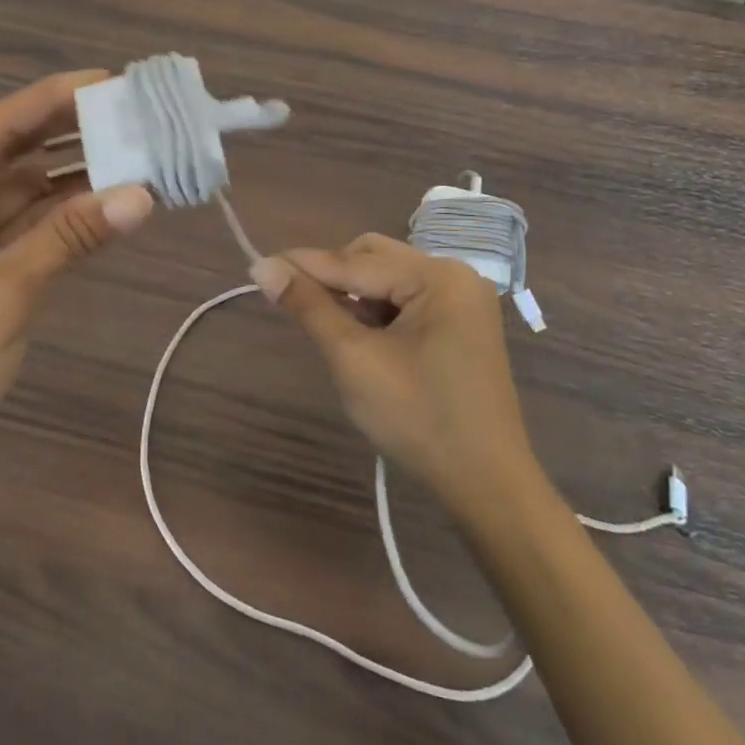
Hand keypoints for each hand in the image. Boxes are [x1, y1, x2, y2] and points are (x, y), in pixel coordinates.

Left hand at [0, 71, 153, 483]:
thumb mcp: (4, 296)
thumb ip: (71, 237)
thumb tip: (143, 195)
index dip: (52, 99)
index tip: (108, 80)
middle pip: (5, 153)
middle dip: (66, 135)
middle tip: (131, 116)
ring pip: (14, 191)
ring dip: (67, 177)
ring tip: (132, 154)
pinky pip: (14, 226)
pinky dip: (55, 216)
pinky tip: (102, 202)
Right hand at [252, 236, 535, 504]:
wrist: (487, 486)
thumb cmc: (418, 419)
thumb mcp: (354, 359)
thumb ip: (309, 306)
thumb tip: (262, 267)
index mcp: (437, 277)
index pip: (355, 262)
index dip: (304, 265)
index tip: (257, 265)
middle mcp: (455, 275)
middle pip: (374, 257)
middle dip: (333, 277)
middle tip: (294, 301)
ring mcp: (462, 300)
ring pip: (388, 278)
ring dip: (354, 295)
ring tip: (328, 325)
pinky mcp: (462, 324)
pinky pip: (406, 300)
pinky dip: (377, 311)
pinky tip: (362, 338)